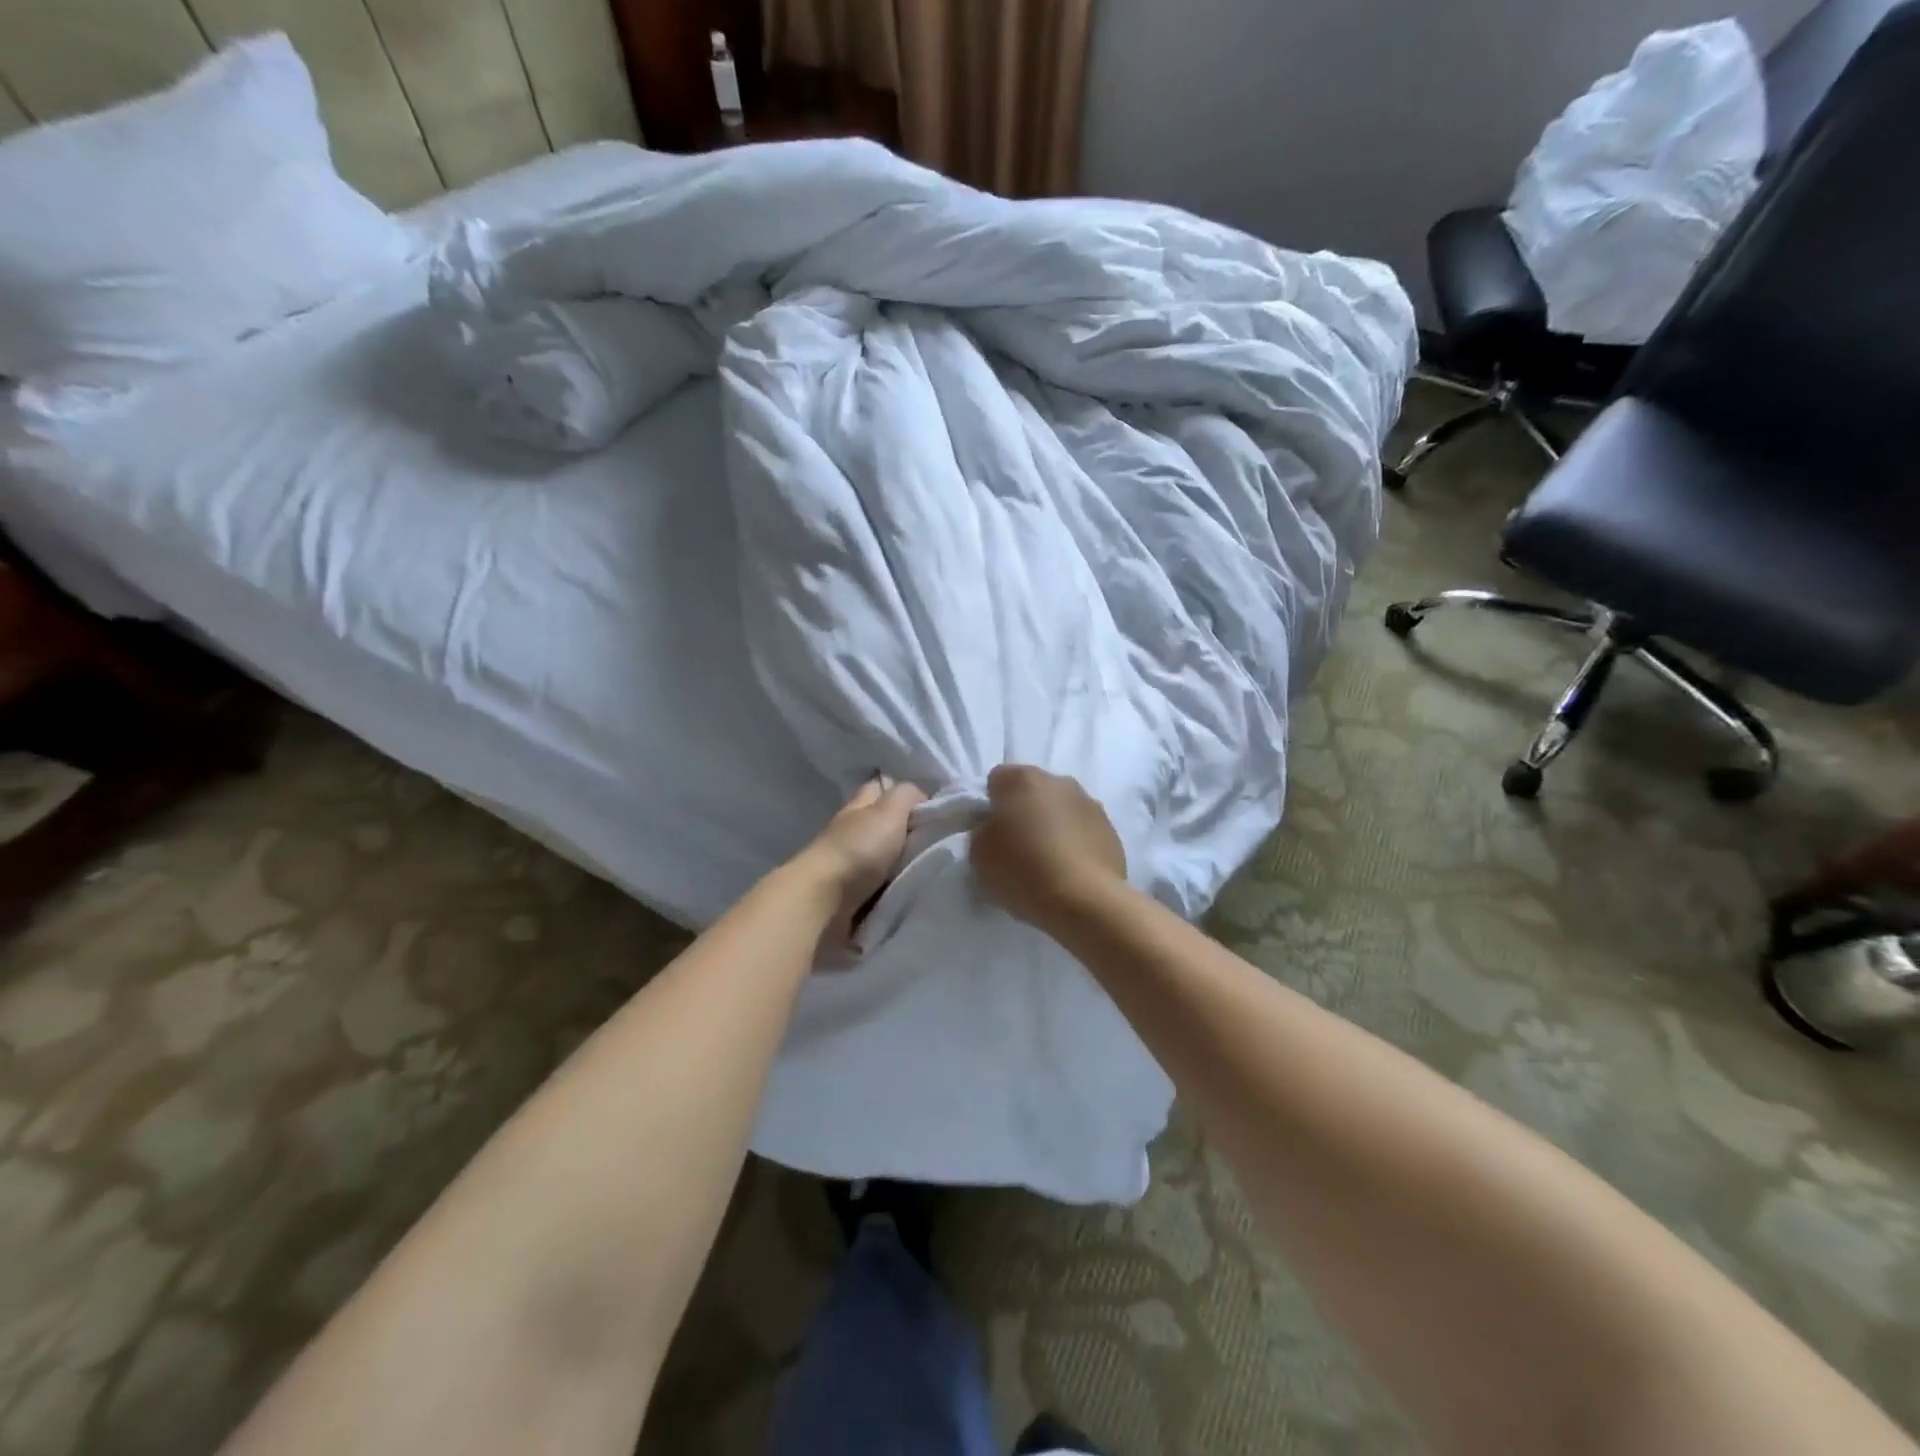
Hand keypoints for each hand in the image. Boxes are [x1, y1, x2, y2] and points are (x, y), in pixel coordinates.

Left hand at [799, 775, 927, 945]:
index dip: (904, 792)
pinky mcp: (852, 894)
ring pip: (886, 855)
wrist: (825, 901)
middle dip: (910, 830)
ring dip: (905, 861)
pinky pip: (882, 884)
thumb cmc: (858, 849)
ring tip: (934, 866)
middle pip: (885, 824)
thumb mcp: (888, 811)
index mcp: (859, 807)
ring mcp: (850, 864)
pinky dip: (896, 885)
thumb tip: (920, 796)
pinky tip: (914, 888)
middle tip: (940, 839)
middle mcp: (853, 831)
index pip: (881, 787)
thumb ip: (906, 795)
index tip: (934, 807)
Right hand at [971, 765, 1125, 932]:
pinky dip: (1075, 842)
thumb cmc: (1022, 870)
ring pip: (1061, 808)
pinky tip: (1070, 870)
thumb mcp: (978, 853)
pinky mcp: (1111, 829)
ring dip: (1052, 825)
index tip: (990, 832)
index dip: (990, 805)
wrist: (1084, 899)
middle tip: (1017, 846)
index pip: (997, 779)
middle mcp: (1059, 781)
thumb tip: (995, 828)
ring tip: (1046, 861)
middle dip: (1024, 811)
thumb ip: (983, 830)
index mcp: (1022, 779)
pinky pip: (1083, 830)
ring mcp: (1090, 803)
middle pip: (1033, 791)